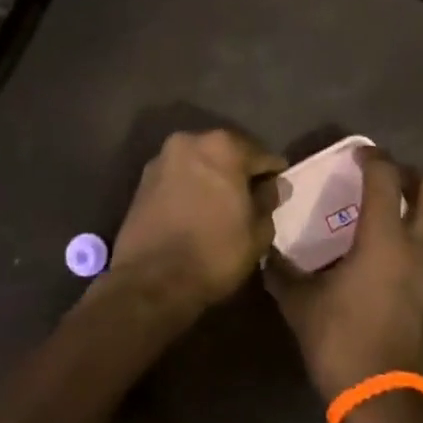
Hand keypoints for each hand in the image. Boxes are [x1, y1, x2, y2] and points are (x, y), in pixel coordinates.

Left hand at [109, 129, 286, 315]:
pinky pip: (179, 177)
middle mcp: (190, 141)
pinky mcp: (143, 180)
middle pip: (227, 152)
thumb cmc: (214, 253)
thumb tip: (273, 186)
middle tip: (252, 198)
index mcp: (223, 147)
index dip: (273, 175)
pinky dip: (191, 187)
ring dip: (213, 178)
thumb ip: (268, 200)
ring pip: (200, 163)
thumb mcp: (258, 232)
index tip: (279, 190)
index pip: (261, 155)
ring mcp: (162, 158)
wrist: (151, 281)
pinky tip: (198, 210)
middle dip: (240, 172)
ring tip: (223, 206)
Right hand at [266, 151, 422, 403]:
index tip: (360, 153)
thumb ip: (282, 272)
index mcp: (385, 239)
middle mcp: (420, 247)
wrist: (389, 405)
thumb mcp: (301, 306)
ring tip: (403, 209)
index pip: (387, 178)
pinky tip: (407, 252)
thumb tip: (264, 253)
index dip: (374, 158)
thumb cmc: (343, 345)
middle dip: (414, 175)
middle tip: (389, 180)